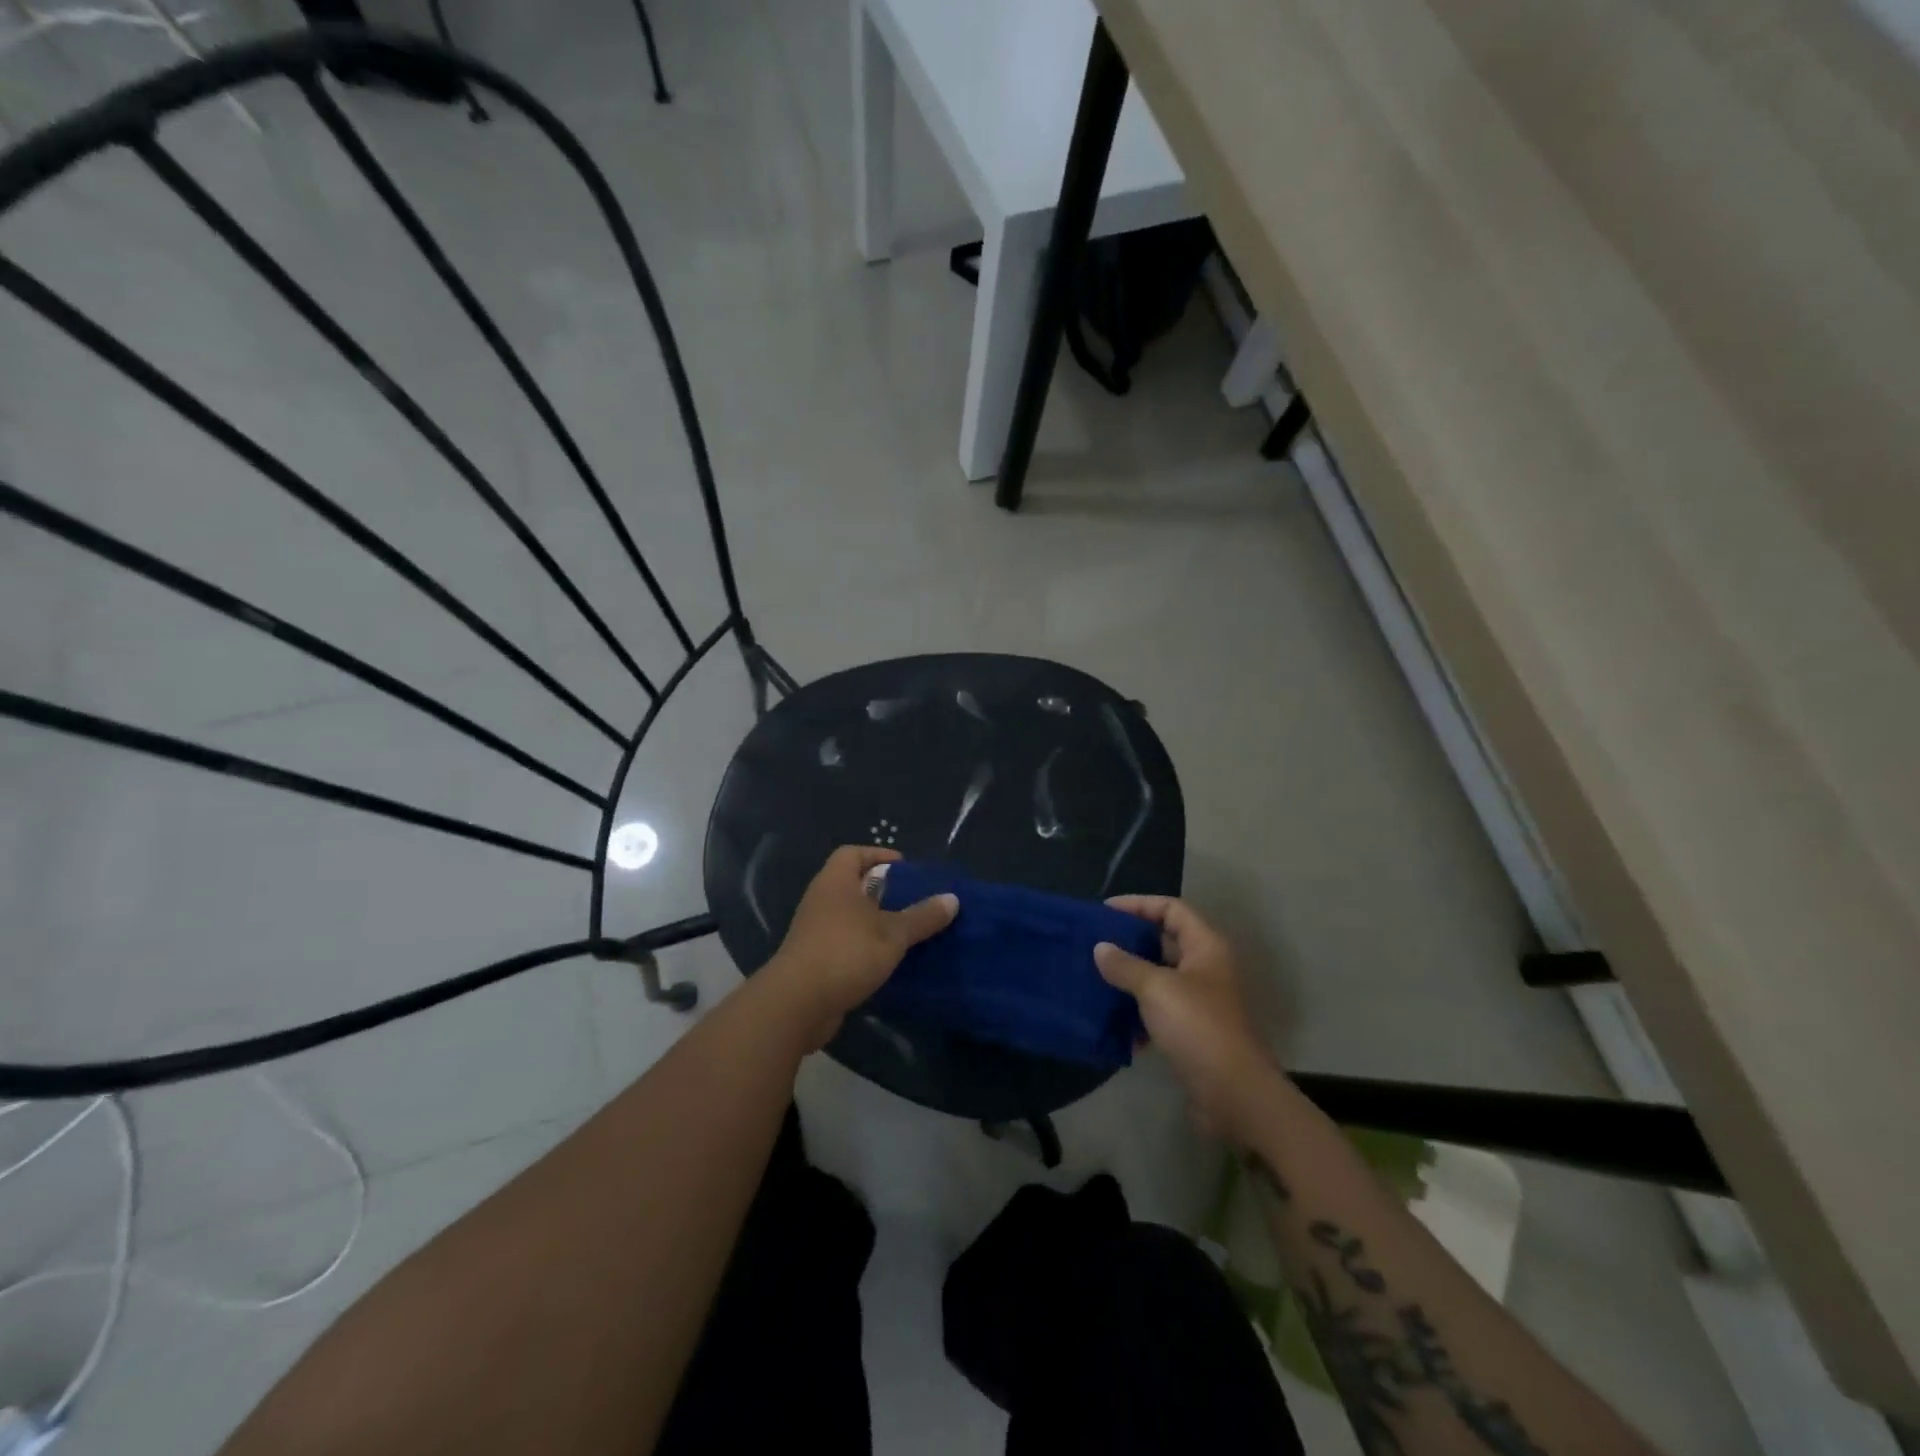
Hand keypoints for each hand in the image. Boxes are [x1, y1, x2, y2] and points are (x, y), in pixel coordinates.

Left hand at [763, 846, 957, 1051]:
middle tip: (913, 900)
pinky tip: (888, 960)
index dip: (879, 855)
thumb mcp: (893, 934)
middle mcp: (821, 900)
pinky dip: (865, 946)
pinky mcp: (814, 959)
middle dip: (883, 891)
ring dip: (875, 921)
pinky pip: (845, 942)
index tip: (906, 869)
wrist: (797, 1004)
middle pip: (853, 884)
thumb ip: (922, 916)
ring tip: (907, 931)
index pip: (853, 854)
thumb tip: (953, 898)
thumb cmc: (846, 954)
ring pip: (850, 916)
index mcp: (835, 883)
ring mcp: (814, 931)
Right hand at [1095, 897, 1280, 1144]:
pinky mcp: (1194, 1032)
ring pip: (1160, 978)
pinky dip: (1139, 1014)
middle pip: (1165, 942)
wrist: (1236, 1095)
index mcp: (1206, 947)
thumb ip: (1126, 965)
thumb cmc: (1199, 1028)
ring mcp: (1202, 1002)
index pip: (1171, 908)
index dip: (1139, 904)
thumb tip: (1100, 947)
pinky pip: (1161, 1011)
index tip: (1104, 911)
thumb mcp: (1156, 989)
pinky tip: (1114, 1024)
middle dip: (1130, 942)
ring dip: (1131, 979)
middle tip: (1095, 944)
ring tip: (1096, 980)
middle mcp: (1208, 968)